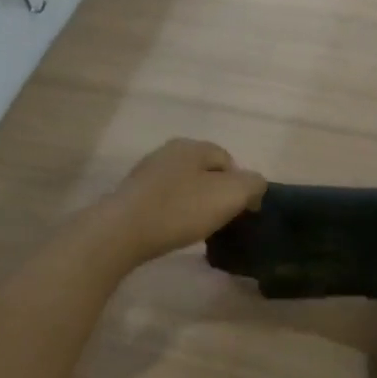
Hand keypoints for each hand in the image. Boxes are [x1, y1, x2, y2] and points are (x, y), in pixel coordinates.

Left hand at [95, 139, 266, 267]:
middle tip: (221, 220)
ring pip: (184, 186)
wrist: (122, 232)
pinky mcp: (131, 195)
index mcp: (192, 146)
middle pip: (205, 172)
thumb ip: (253, 185)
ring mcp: (146, 172)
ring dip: (194, 204)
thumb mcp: (231, 195)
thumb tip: (254, 187)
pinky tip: (173, 230)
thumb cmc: (180, 209)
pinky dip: (174, 213)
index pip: (228, 160)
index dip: (241, 185)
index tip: (241, 212)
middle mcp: (168, 151)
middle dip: (216, 194)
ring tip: (197, 228)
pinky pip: (164, 200)